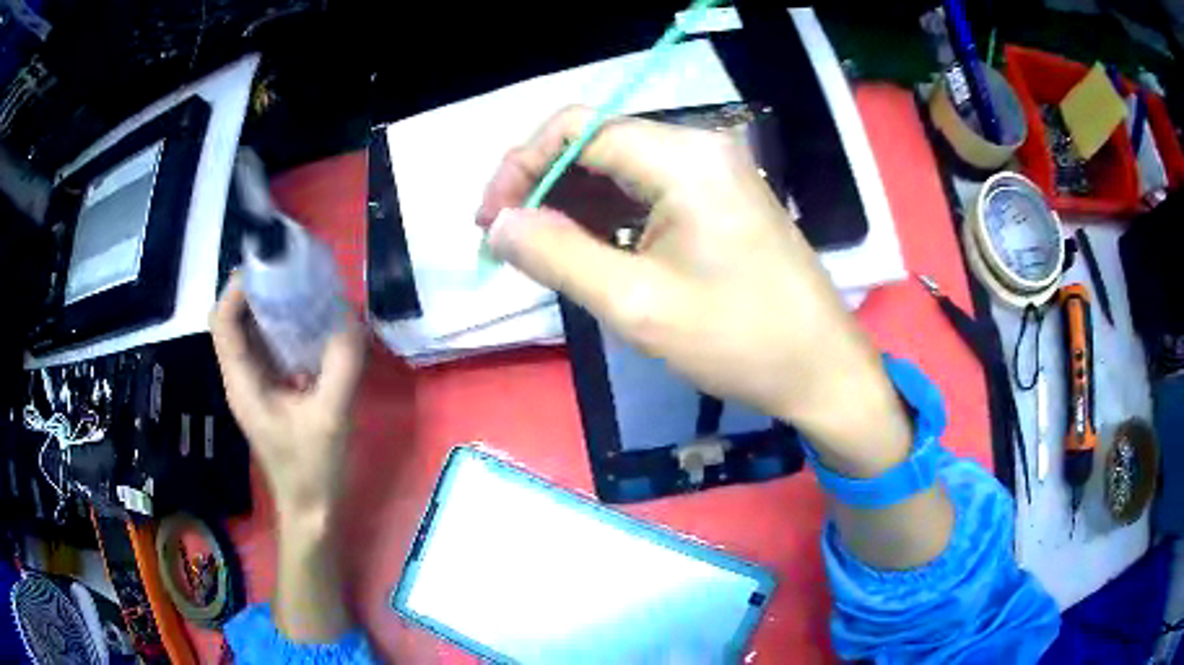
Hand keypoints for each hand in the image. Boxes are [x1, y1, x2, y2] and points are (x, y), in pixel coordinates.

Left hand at [210, 273, 364, 515]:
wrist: (312, 511)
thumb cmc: (312, 470)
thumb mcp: (330, 417)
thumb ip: (341, 365)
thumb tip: (353, 317)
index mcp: (243, 382)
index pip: (223, 322)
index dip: (237, 289)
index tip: (268, 266)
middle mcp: (242, 378)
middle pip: (234, 320)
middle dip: (257, 291)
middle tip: (292, 272)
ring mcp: (256, 385)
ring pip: (252, 332)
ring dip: (272, 307)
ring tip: (304, 288)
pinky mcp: (272, 392)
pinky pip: (271, 348)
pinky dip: (286, 329)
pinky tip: (313, 325)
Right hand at [477, 107, 909, 476]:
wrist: (822, 369)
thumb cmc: (740, 340)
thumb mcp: (638, 304)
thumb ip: (559, 256)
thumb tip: (499, 225)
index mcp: (684, 157)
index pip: (580, 129)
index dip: (522, 164)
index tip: (490, 218)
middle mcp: (699, 148)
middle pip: (598, 143)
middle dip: (543, 185)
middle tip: (507, 239)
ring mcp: (713, 172)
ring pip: (620, 169)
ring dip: (572, 203)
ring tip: (537, 250)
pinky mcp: (719, 199)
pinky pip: (648, 191)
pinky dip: (608, 215)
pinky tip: (585, 248)